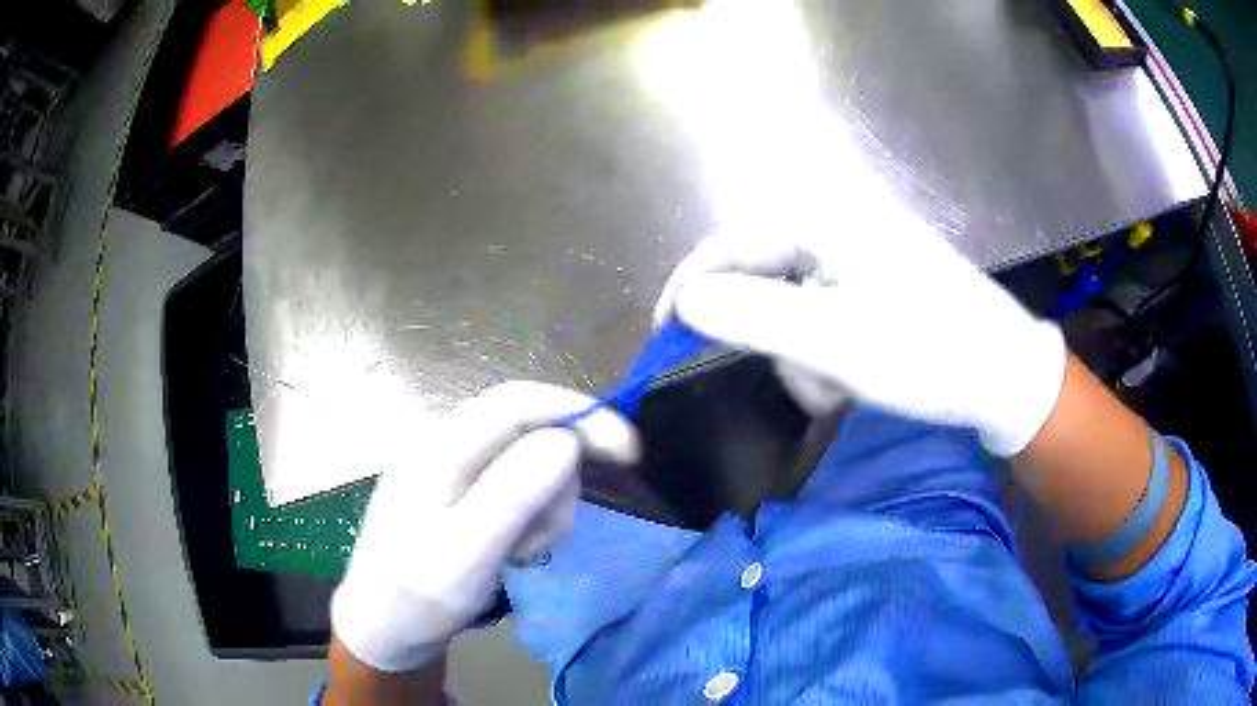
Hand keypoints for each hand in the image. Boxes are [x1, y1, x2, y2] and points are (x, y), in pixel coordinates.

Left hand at [331, 382, 637, 671]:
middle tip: (554, 535)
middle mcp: (446, 445)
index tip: (627, 450)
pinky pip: (517, 485)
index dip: (578, 414)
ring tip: (524, 551)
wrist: (382, 627)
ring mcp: (454, 468)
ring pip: (529, 459)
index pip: (517, 402)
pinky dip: (533, 515)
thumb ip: (510, 497)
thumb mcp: (463, 556)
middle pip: (529, 429)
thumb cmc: (415, 598)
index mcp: (439, 450)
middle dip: (560, 478)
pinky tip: (516, 548)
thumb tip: (566, 441)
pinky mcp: (463, 491)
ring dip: (546, 504)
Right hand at [653, 225, 1065, 455]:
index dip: (692, 287)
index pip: (732, 242)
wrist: (1005, 375)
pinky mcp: (875, 279)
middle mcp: (839, 223)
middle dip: (770, 337)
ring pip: (792, 303)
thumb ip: (753, 317)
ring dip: (802, 353)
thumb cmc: (929, 354)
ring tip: (837, 389)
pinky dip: (825, 351)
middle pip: (764, 275)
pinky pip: (822, 312)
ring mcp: (860, 252)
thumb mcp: (836, 344)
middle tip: (792, 382)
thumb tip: (686, 302)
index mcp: (827, 219)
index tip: (665, 335)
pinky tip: (853, 378)